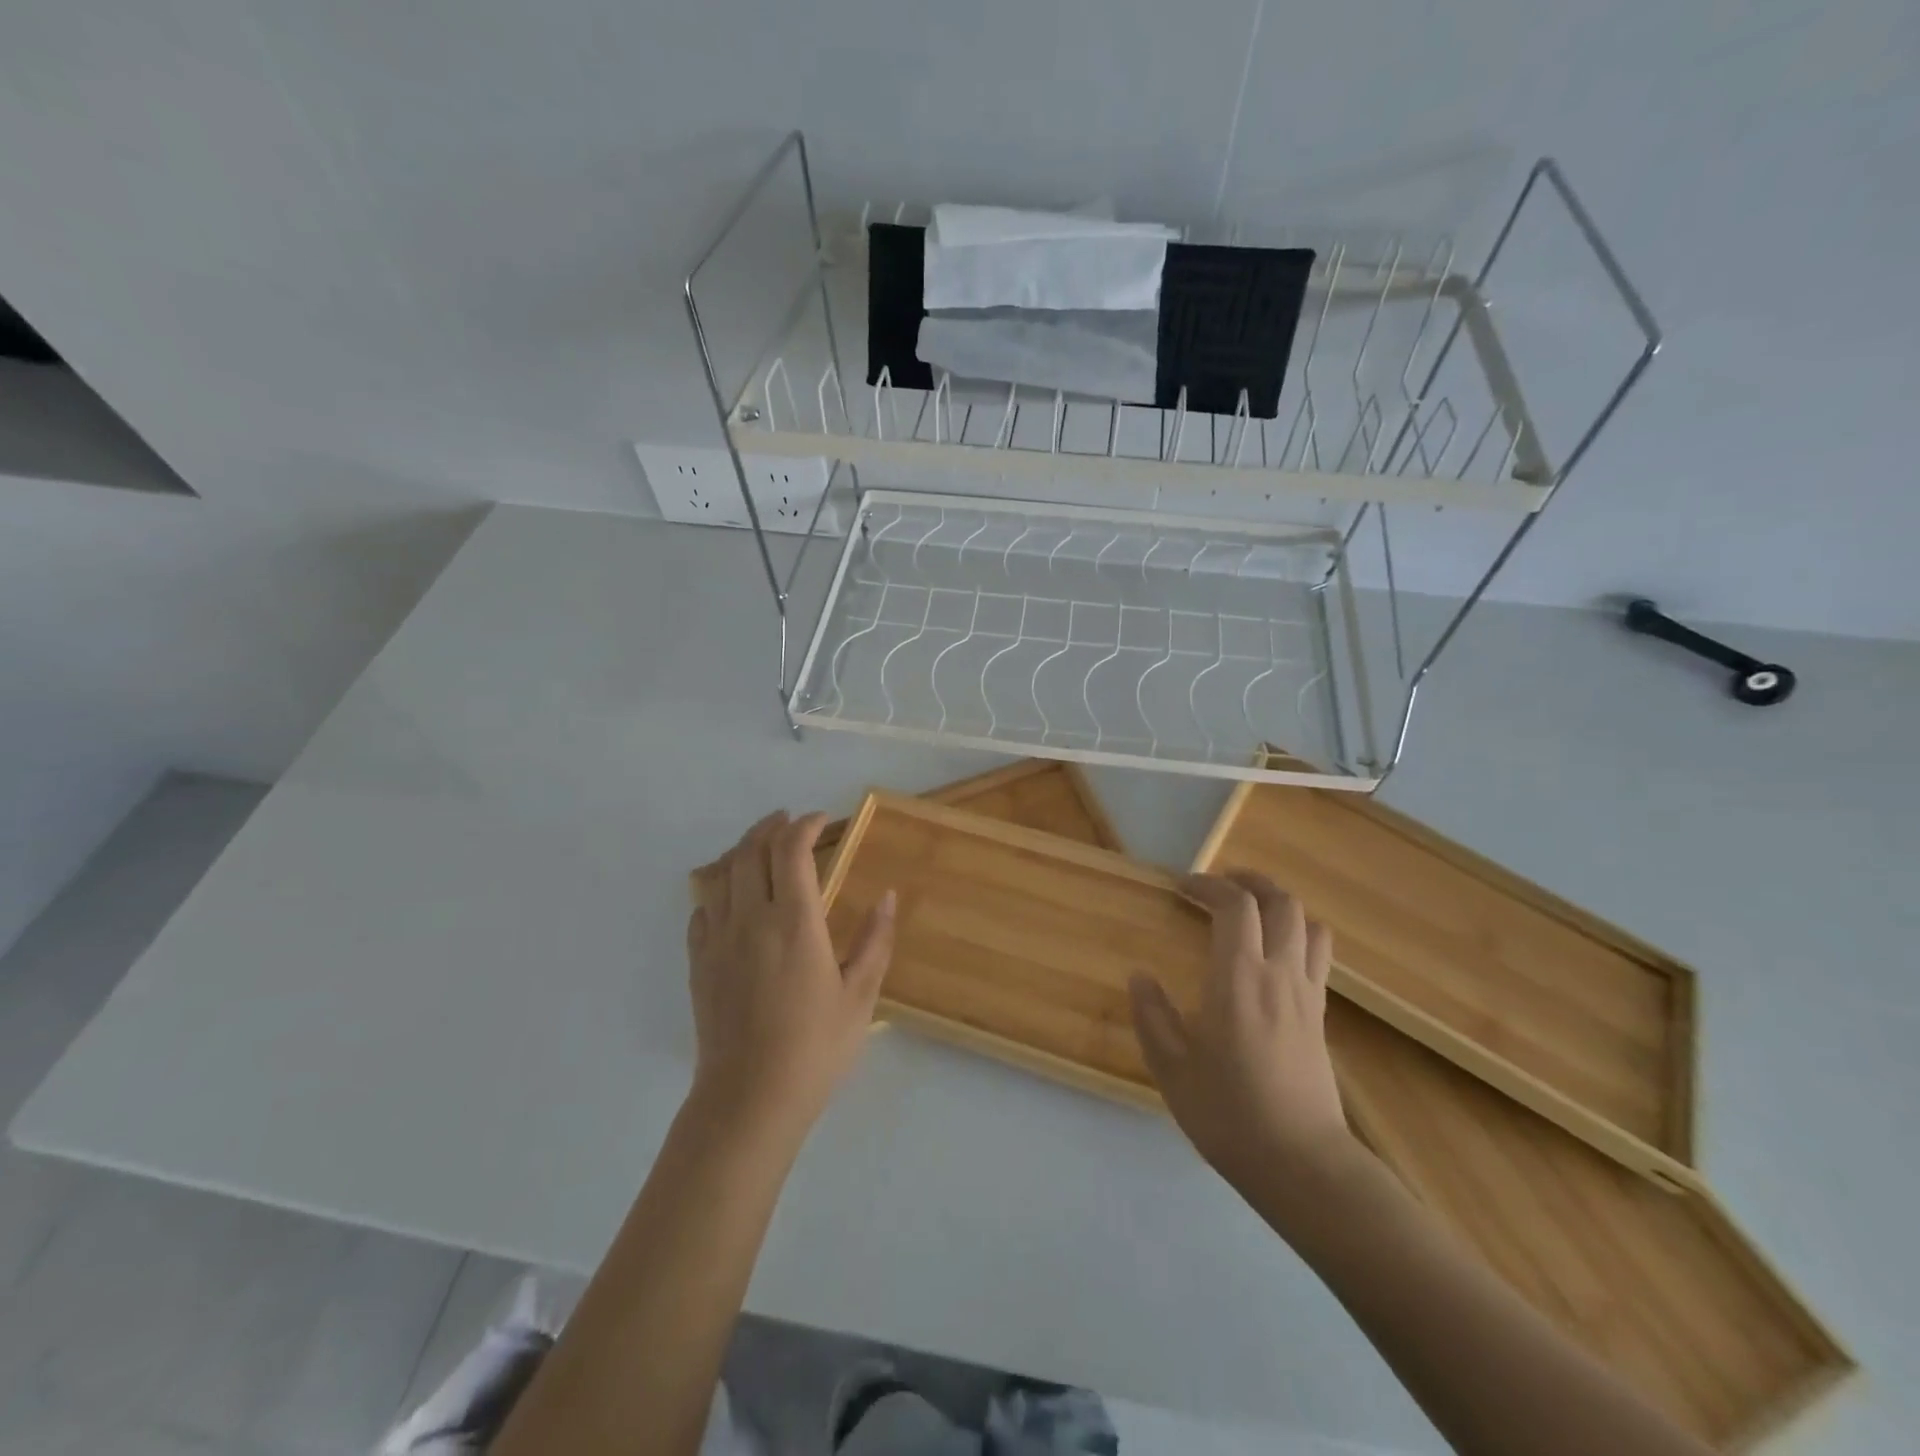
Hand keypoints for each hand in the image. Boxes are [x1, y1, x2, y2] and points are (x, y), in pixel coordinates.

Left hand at [686, 811, 895, 1143]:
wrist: (749, 1100)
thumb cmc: (815, 1048)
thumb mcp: (860, 996)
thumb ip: (875, 941)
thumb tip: (888, 896)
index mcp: (794, 922)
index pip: (792, 851)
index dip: (806, 826)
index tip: (822, 820)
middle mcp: (751, 919)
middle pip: (751, 851)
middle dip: (771, 827)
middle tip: (789, 822)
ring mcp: (718, 940)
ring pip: (721, 874)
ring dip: (742, 850)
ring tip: (760, 848)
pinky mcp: (698, 964)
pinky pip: (702, 910)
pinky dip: (718, 891)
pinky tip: (731, 901)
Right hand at [1129, 871, 1349, 1187]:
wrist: (1303, 1165)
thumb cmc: (1230, 1115)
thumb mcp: (1173, 1069)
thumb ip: (1152, 1016)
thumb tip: (1140, 977)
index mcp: (1238, 978)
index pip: (1234, 906)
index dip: (1208, 885)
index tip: (1181, 886)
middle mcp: (1279, 974)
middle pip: (1280, 902)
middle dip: (1249, 881)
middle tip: (1218, 885)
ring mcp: (1307, 994)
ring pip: (1307, 924)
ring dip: (1279, 904)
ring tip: (1251, 910)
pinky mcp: (1321, 1016)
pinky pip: (1317, 955)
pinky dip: (1296, 935)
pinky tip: (1273, 954)